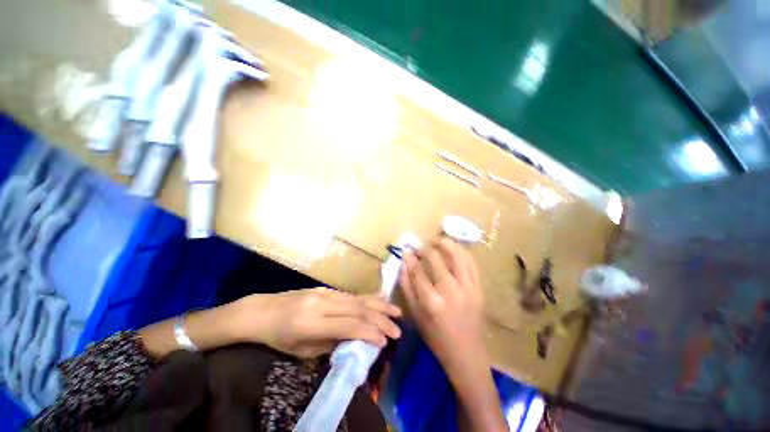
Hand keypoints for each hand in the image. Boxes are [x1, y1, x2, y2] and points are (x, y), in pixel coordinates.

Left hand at [231, 288, 401, 357]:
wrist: (262, 311)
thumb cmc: (278, 337)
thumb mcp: (302, 350)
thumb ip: (331, 343)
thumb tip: (356, 339)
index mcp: (312, 322)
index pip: (348, 325)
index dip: (369, 333)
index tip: (385, 342)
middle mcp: (322, 303)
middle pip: (358, 309)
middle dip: (381, 319)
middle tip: (398, 329)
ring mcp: (326, 293)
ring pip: (358, 298)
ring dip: (379, 305)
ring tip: (396, 311)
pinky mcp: (327, 289)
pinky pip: (351, 294)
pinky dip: (368, 298)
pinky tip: (380, 299)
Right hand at [400, 239, 507, 431]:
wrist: (465, 353)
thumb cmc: (435, 336)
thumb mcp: (415, 313)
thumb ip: (407, 285)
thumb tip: (404, 262)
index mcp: (432, 301)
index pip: (418, 270)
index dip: (410, 257)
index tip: (407, 250)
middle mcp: (451, 290)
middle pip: (436, 258)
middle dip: (425, 247)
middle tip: (420, 245)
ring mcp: (469, 288)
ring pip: (458, 255)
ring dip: (446, 244)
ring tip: (437, 241)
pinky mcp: (479, 288)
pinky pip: (471, 263)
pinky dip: (461, 252)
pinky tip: (453, 250)